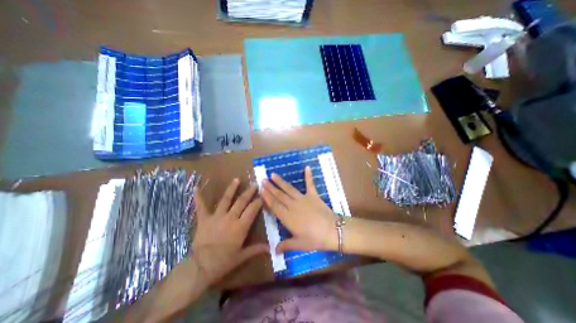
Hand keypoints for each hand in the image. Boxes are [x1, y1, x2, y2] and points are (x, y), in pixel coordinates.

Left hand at [191, 179, 267, 287]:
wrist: (200, 267)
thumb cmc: (223, 262)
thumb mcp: (242, 256)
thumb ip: (256, 249)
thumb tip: (270, 248)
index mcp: (241, 226)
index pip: (252, 209)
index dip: (259, 201)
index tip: (263, 195)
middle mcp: (230, 218)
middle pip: (242, 201)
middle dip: (249, 192)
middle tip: (255, 184)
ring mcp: (217, 217)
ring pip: (226, 200)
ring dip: (232, 189)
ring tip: (236, 179)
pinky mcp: (204, 219)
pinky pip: (201, 206)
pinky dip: (198, 197)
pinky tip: (196, 187)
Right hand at [263, 168, 338, 253]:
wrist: (332, 231)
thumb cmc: (314, 239)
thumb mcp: (299, 244)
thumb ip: (285, 245)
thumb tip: (274, 251)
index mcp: (288, 217)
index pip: (274, 205)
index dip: (267, 197)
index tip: (261, 189)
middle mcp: (293, 206)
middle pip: (279, 195)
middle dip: (270, 187)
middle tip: (263, 180)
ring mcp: (303, 199)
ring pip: (289, 189)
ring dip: (280, 182)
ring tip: (273, 175)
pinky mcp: (313, 195)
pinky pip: (310, 184)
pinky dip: (308, 176)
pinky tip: (307, 167)